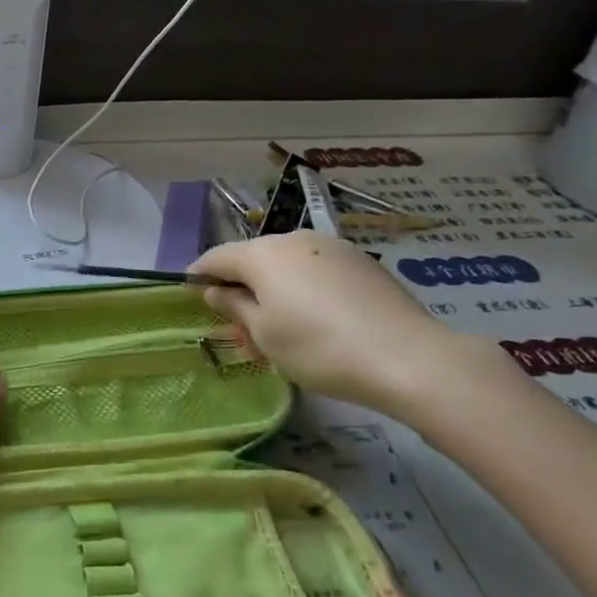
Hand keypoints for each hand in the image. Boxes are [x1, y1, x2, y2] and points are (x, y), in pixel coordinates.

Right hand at [190, 232, 476, 419]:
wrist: (407, 357)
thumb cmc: (318, 348)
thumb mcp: (264, 334)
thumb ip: (234, 306)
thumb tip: (215, 290)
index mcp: (263, 254)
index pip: (217, 257)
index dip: (199, 274)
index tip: (189, 291)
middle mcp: (295, 239)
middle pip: (254, 258)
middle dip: (241, 286)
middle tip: (238, 323)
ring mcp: (333, 247)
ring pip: (288, 265)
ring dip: (275, 289)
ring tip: (279, 327)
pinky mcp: (362, 262)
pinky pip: (317, 271)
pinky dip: (305, 289)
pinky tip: (316, 320)